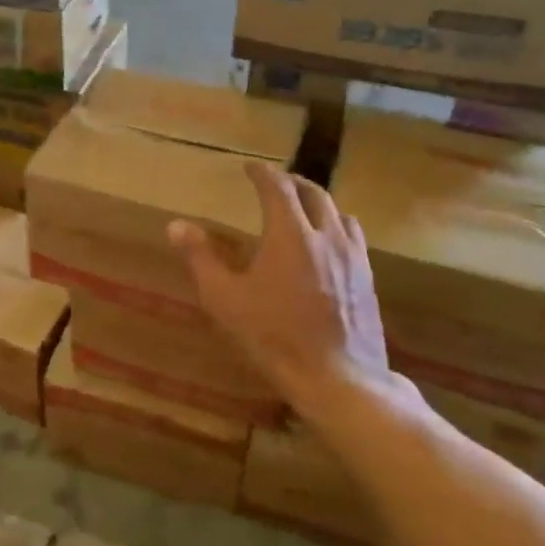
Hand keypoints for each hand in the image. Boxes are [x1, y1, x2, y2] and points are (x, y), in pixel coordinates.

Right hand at [168, 162, 416, 414]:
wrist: (338, 378)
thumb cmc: (274, 337)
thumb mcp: (225, 299)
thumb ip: (200, 258)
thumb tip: (176, 225)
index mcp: (290, 233)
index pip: (277, 187)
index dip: (262, 173)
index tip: (250, 167)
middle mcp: (326, 235)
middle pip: (314, 193)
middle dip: (293, 182)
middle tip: (276, 183)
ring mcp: (353, 257)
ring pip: (339, 213)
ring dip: (319, 203)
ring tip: (305, 210)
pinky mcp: (368, 279)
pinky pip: (354, 238)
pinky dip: (337, 227)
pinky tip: (329, 247)